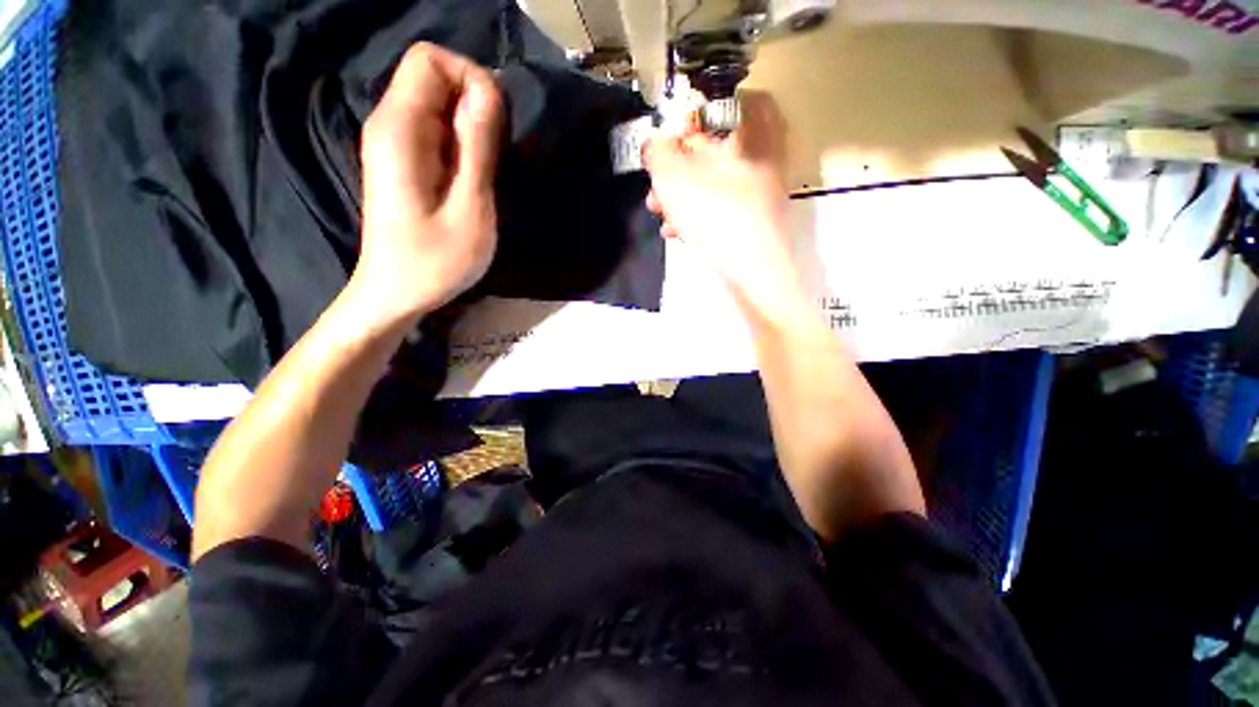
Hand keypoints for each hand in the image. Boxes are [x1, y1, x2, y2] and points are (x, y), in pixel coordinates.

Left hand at [351, 43, 503, 327]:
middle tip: (494, 158)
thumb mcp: (470, 209)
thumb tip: (488, 92)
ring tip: (484, 175)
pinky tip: (471, 180)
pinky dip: (462, 144)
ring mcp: (394, 142)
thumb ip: (478, 148)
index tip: (496, 125)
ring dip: (471, 129)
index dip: (470, 77)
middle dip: (474, 106)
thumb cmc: (435, 261)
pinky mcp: (403, 160)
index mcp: (400, 130)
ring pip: (438, 104)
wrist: (396, 293)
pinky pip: (437, 130)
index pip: (430, 59)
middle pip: (434, 78)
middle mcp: (389, 124)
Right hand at [644, 92, 793, 301]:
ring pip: (714, 184)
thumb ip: (658, 153)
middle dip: (678, 168)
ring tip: (659, 212)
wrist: (752, 273)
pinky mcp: (753, 224)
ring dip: (683, 195)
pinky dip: (697, 216)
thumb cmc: (716, 215)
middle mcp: (761, 160)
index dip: (697, 114)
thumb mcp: (674, 176)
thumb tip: (655, 145)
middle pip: (715, 151)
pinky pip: (720, 210)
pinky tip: (677, 231)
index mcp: (752, 134)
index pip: (730, 103)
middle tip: (658, 183)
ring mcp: (760, 195)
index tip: (673, 135)